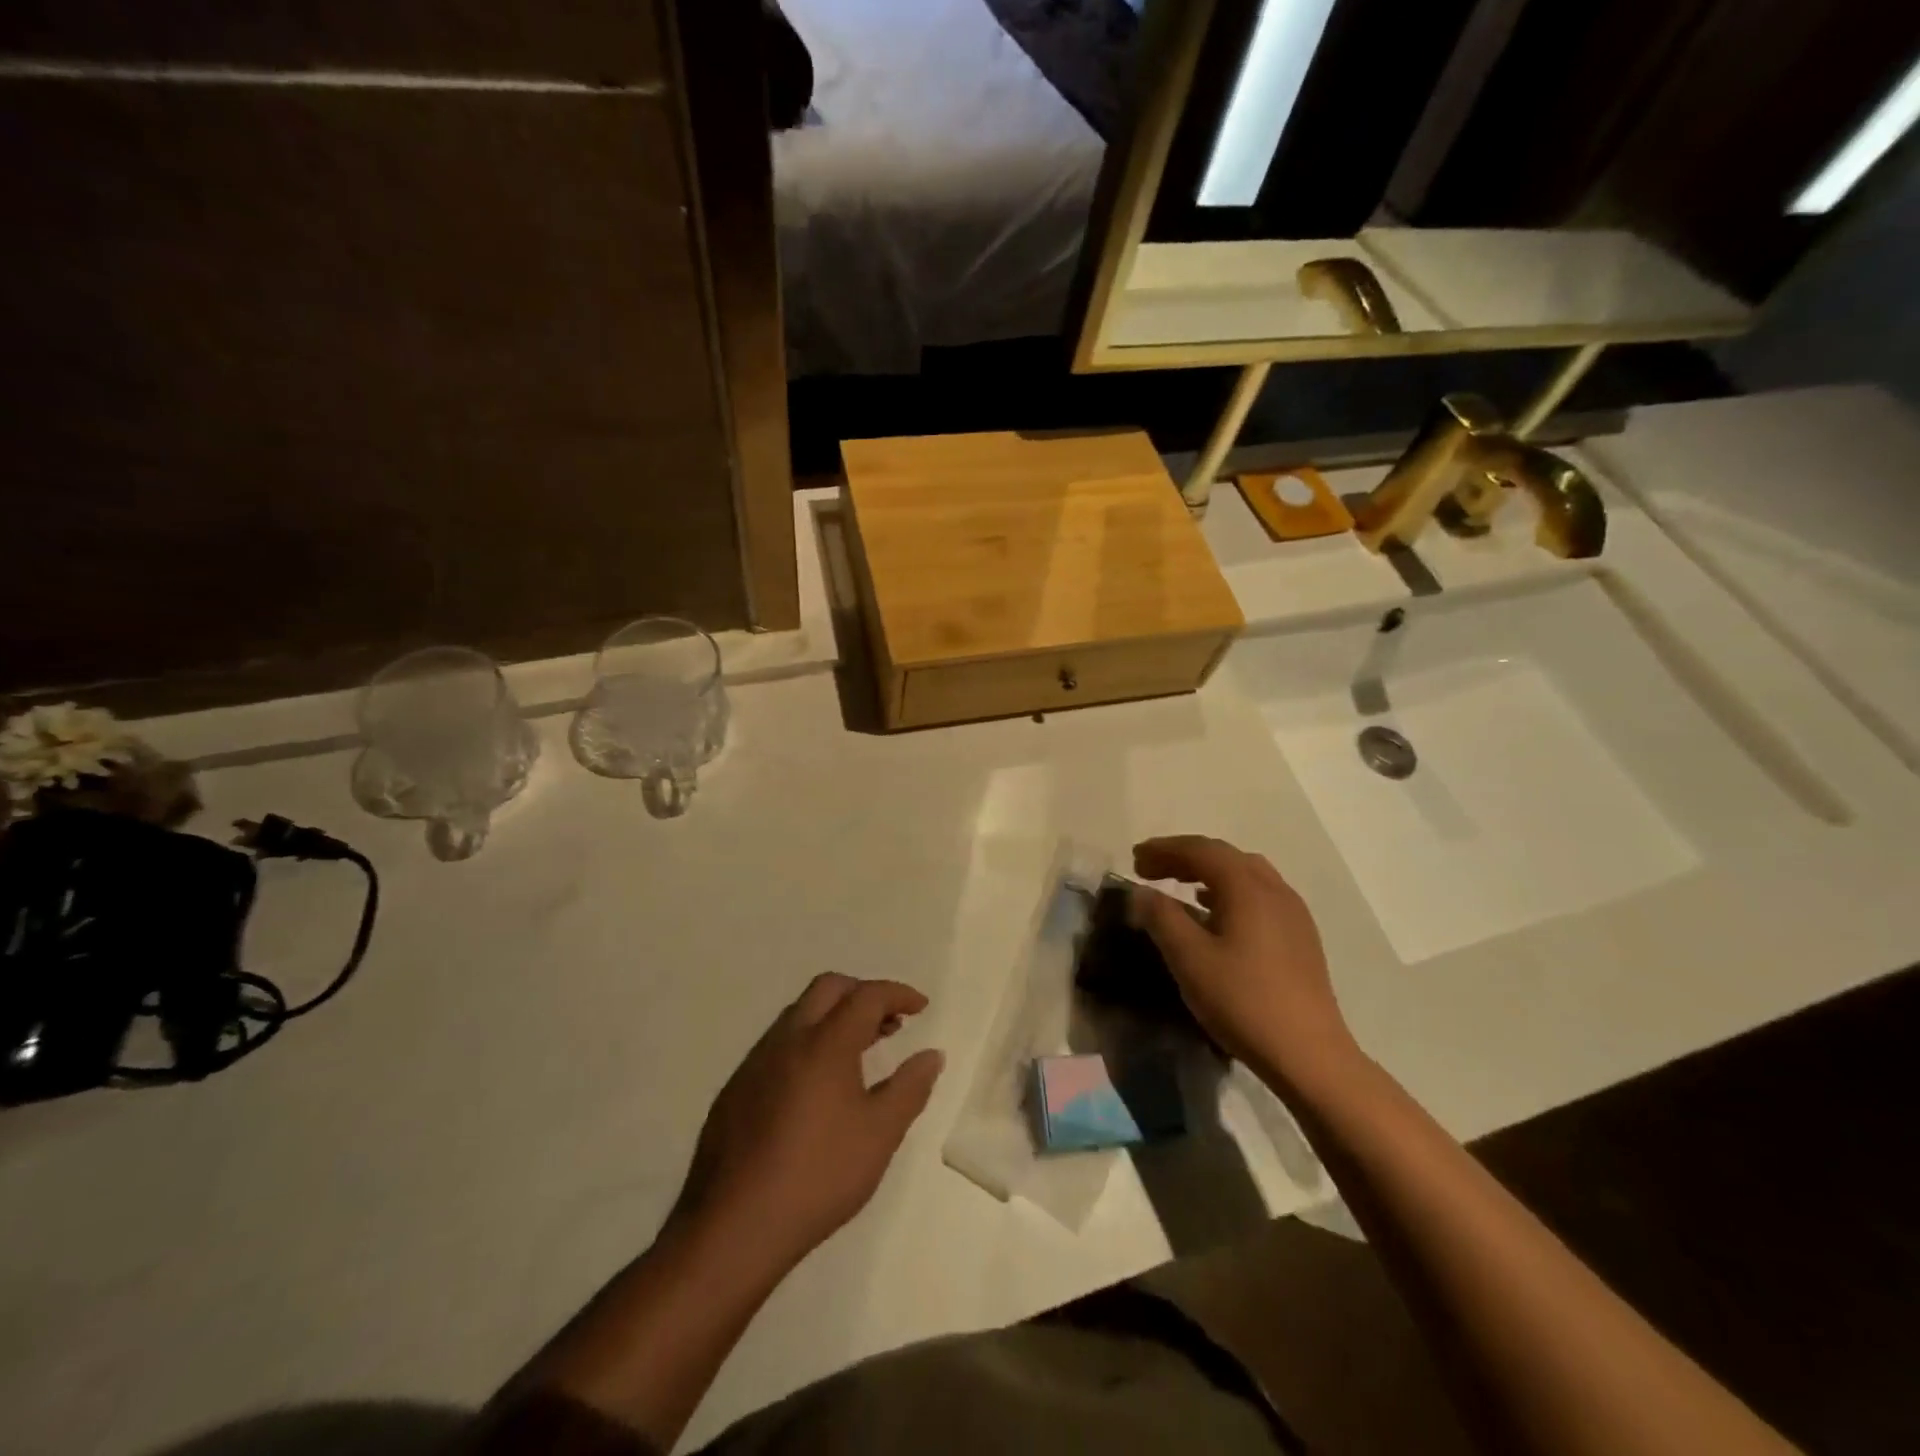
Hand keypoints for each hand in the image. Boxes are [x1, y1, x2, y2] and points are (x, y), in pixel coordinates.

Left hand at [673, 974, 943, 1271]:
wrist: (733, 1227)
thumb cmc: (818, 1175)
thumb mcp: (879, 1135)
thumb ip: (910, 1088)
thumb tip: (932, 1055)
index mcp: (825, 1042)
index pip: (867, 995)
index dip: (898, 994)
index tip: (921, 1007)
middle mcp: (787, 1038)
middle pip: (828, 989)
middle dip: (863, 994)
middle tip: (890, 1022)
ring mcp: (756, 1061)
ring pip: (800, 1014)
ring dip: (834, 1017)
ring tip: (860, 1052)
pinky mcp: (736, 1088)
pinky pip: (779, 1044)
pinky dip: (808, 1042)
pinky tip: (817, 1086)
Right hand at [1129, 836, 1360, 1096]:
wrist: (1309, 1054)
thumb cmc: (1243, 1001)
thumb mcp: (1189, 959)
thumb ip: (1161, 917)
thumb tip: (1141, 892)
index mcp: (1247, 886)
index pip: (1200, 850)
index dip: (1164, 849)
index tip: (1134, 858)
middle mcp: (1274, 888)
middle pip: (1224, 856)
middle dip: (1184, 857)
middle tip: (1150, 869)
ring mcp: (1293, 912)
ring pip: (1245, 874)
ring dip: (1208, 873)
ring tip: (1179, 888)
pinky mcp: (1300, 936)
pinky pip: (1259, 895)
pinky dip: (1229, 892)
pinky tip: (1215, 916)